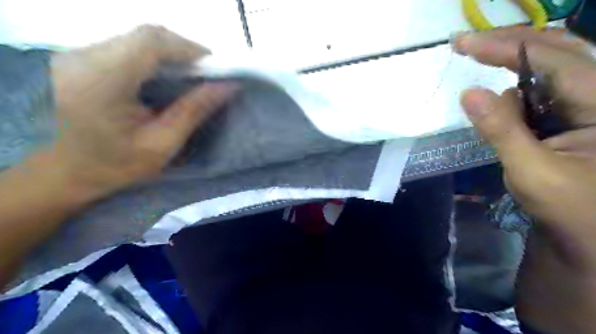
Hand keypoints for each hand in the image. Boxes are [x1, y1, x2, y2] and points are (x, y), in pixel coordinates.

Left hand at [50, 26, 237, 200]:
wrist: (58, 172)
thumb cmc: (113, 166)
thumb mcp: (161, 144)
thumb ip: (194, 112)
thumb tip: (227, 87)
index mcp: (101, 82)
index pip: (150, 42)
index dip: (188, 47)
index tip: (214, 67)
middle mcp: (82, 58)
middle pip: (144, 36)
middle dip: (182, 51)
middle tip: (204, 75)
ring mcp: (75, 54)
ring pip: (135, 40)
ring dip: (168, 54)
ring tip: (188, 78)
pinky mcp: (77, 58)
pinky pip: (124, 47)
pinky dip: (151, 58)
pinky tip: (161, 78)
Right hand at [455, 28, 595, 333]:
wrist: (587, 236)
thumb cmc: (569, 209)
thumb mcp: (531, 171)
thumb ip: (501, 130)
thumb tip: (469, 93)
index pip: (554, 61)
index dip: (505, 48)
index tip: (462, 44)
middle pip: (559, 48)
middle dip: (508, 42)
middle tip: (466, 42)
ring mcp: (587, 103)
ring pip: (550, 64)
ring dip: (511, 59)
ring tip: (477, 54)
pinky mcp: (570, 114)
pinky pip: (541, 88)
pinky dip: (514, 83)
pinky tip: (496, 91)